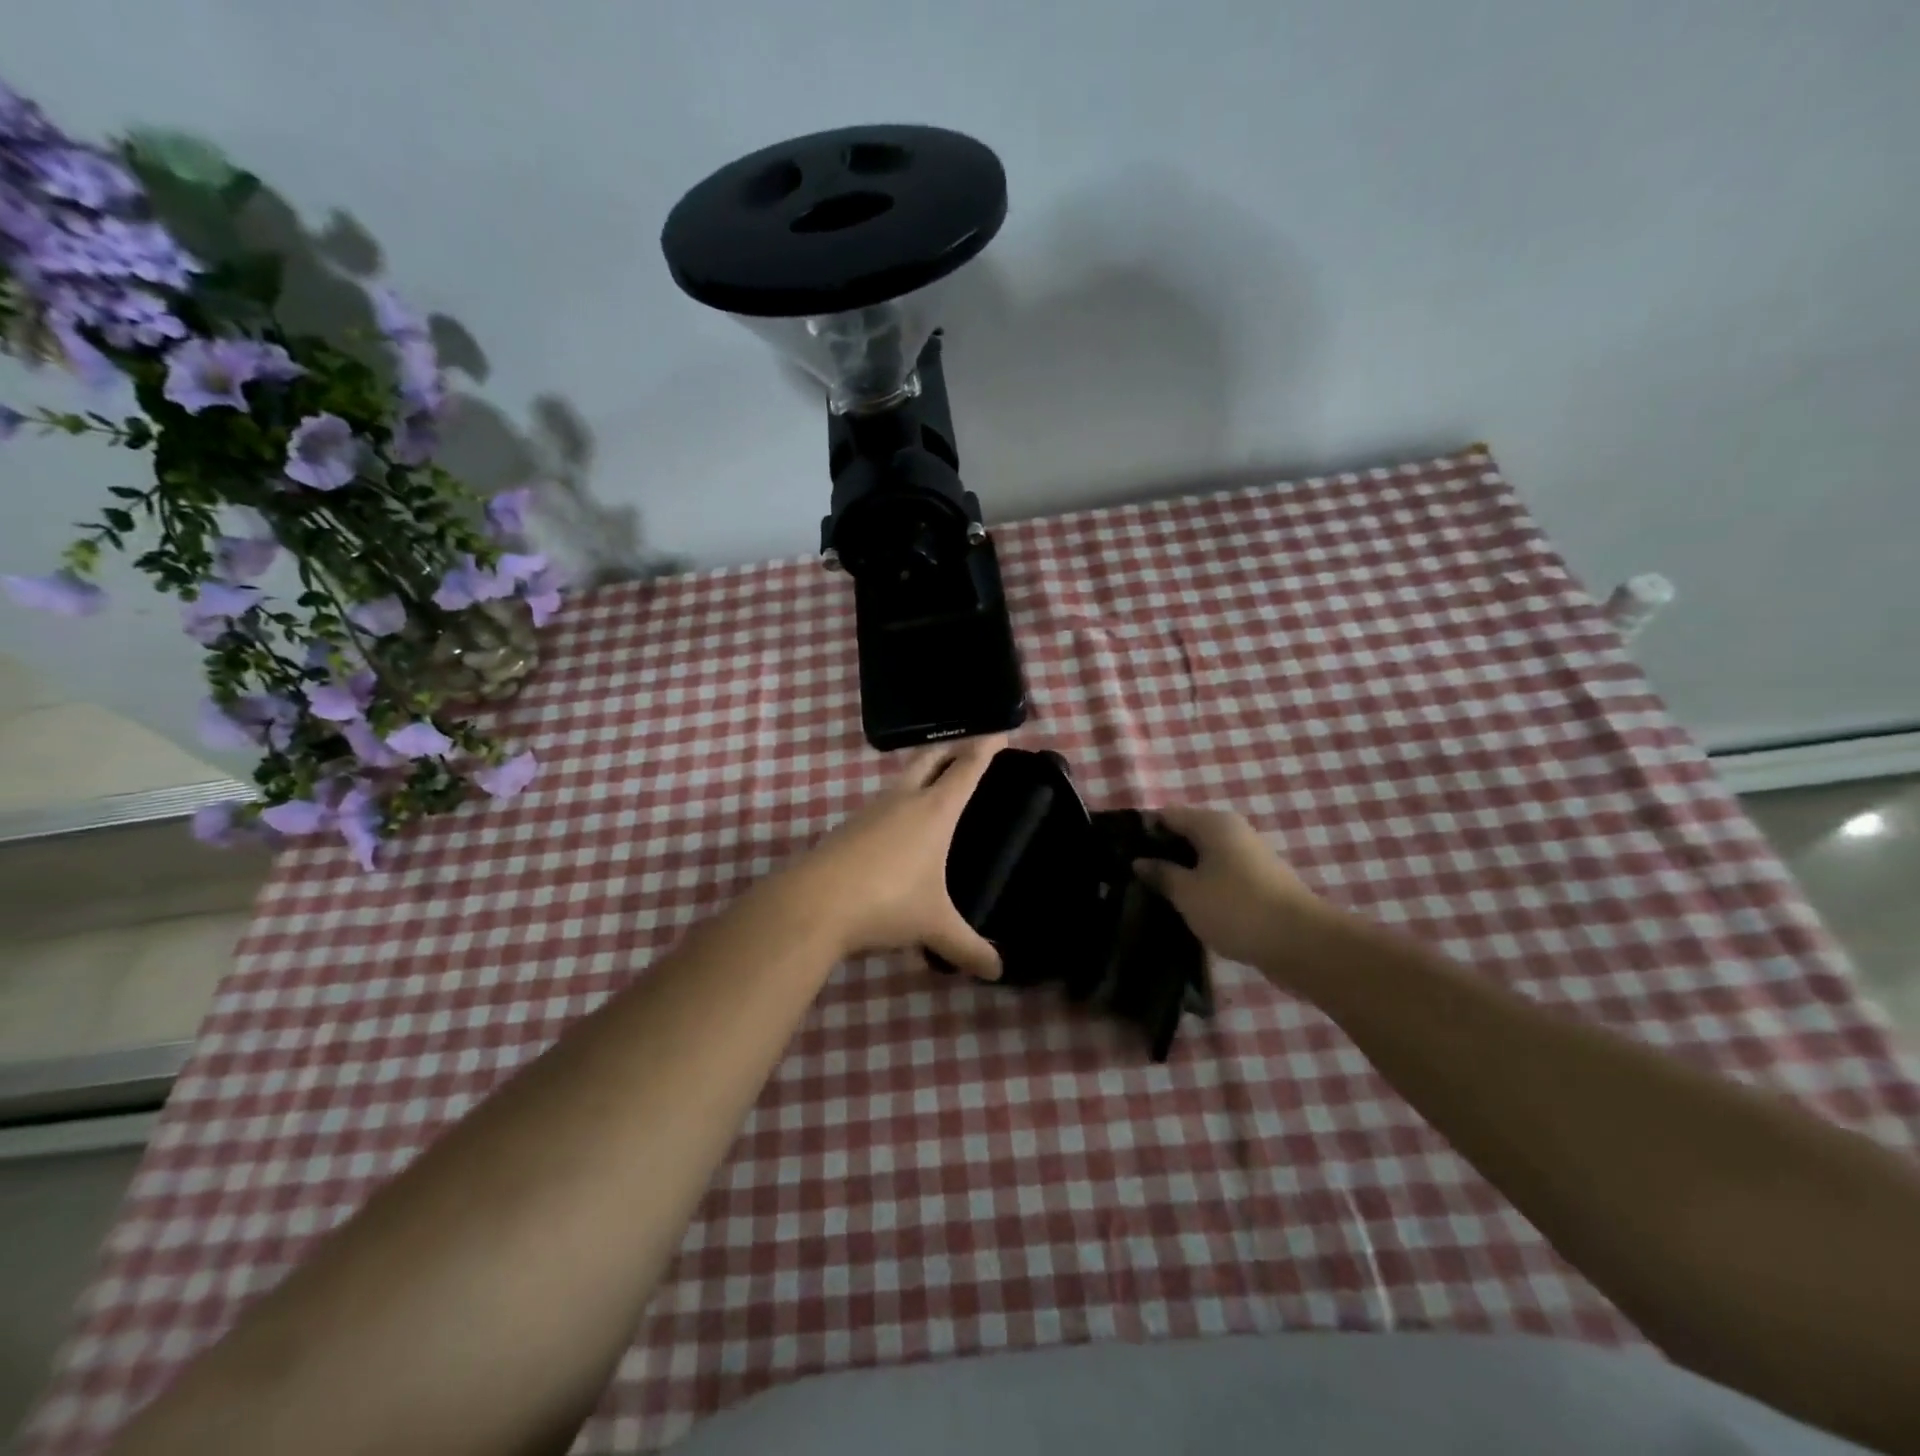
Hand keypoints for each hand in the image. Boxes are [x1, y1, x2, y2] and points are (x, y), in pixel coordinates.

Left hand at [782, 735, 1004, 980]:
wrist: (813, 904)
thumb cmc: (887, 903)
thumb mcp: (935, 927)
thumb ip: (969, 948)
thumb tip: (998, 972)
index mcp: (934, 811)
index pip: (966, 769)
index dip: (985, 749)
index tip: (999, 733)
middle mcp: (903, 800)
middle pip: (930, 758)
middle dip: (951, 749)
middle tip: (968, 748)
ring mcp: (871, 811)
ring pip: (902, 780)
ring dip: (921, 775)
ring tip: (936, 789)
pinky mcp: (848, 828)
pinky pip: (882, 806)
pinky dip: (898, 805)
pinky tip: (898, 831)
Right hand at [1132, 806, 1334, 975]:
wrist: (1302, 943)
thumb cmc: (1236, 909)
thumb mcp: (1187, 893)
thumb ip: (1161, 874)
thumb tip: (1140, 861)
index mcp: (1213, 823)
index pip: (1166, 815)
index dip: (1142, 831)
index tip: (1119, 852)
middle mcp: (1233, 831)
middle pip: (1186, 834)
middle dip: (1161, 853)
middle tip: (1132, 877)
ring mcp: (1249, 857)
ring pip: (1204, 857)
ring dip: (1181, 872)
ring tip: (1154, 893)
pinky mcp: (1259, 882)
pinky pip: (1219, 875)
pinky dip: (1201, 886)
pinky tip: (1186, 905)